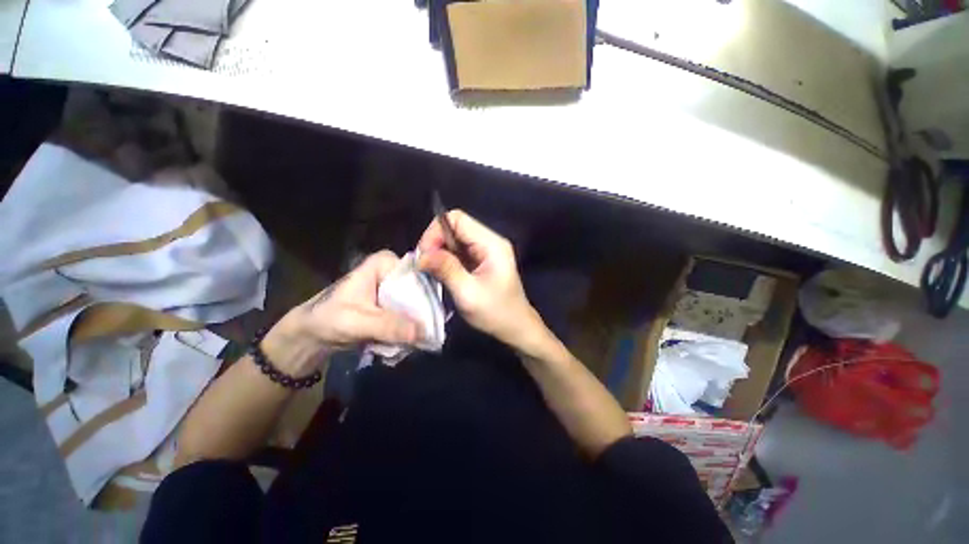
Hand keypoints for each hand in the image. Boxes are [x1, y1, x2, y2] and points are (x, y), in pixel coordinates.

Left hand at [261, 251, 421, 376]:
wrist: (312, 334)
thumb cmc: (328, 319)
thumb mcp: (357, 322)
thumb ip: (389, 326)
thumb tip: (423, 332)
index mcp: (385, 263)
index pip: (418, 274)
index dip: (426, 296)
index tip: (430, 319)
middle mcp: (394, 271)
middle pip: (421, 291)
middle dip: (422, 315)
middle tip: (425, 336)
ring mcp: (396, 287)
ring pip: (418, 304)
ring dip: (417, 324)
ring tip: (415, 342)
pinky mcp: (395, 302)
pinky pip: (412, 313)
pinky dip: (411, 328)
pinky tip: (408, 341)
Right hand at [417, 210, 546, 350]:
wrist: (515, 327)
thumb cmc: (496, 313)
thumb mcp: (469, 294)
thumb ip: (447, 270)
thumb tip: (421, 255)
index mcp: (492, 244)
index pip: (458, 219)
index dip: (436, 231)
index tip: (424, 255)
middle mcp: (490, 241)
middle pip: (455, 226)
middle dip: (435, 242)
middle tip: (424, 265)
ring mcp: (485, 250)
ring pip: (454, 239)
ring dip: (439, 251)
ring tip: (430, 270)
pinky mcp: (480, 259)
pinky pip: (458, 250)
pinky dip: (445, 258)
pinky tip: (439, 272)